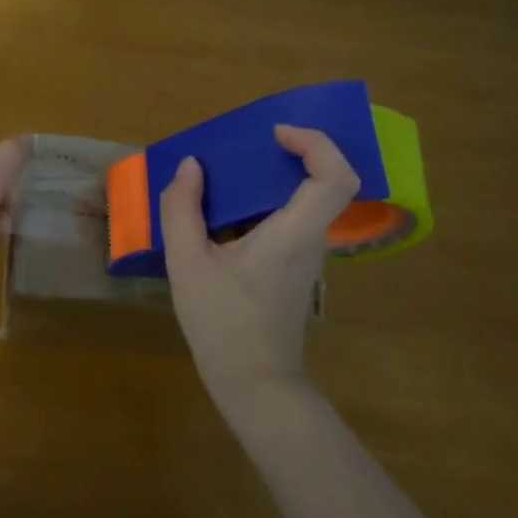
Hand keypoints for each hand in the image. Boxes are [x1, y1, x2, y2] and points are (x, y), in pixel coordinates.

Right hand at [160, 125, 360, 399]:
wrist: (253, 382)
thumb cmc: (222, 323)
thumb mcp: (187, 264)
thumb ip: (182, 210)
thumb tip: (191, 168)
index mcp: (293, 233)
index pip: (335, 176)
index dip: (315, 144)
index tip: (276, 134)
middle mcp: (310, 240)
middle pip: (325, 182)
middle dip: (290, 153)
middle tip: (246, 147)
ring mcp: (307, 256)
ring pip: (306, 201)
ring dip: (273, 179)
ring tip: (227, 175)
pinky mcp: (295, 269)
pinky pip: (289, 220)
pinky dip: (264, 204)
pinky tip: (225, 214)